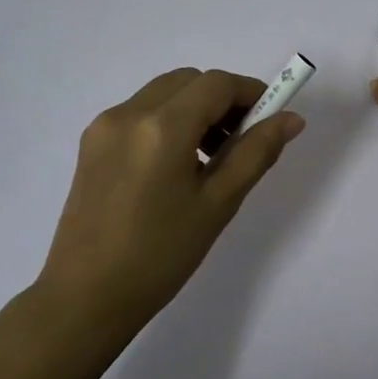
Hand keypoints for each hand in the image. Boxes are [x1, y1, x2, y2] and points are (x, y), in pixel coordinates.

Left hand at [38, 68, 304, 328]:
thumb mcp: (218, 204)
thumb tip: (291, 119)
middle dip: (222, 100)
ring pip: (163, 94)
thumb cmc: (161, 255)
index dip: (250, 93)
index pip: (216, 84)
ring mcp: (104, 127)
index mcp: (162, 128)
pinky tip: (175, 167)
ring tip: (209, 158)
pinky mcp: (91, 144)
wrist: (86, 297)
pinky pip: (139, 114)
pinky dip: (167, 122)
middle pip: (188, 81)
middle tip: (241, 141)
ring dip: (194, 109)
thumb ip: (256, 153)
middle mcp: (128, 114)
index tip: (270, 119)